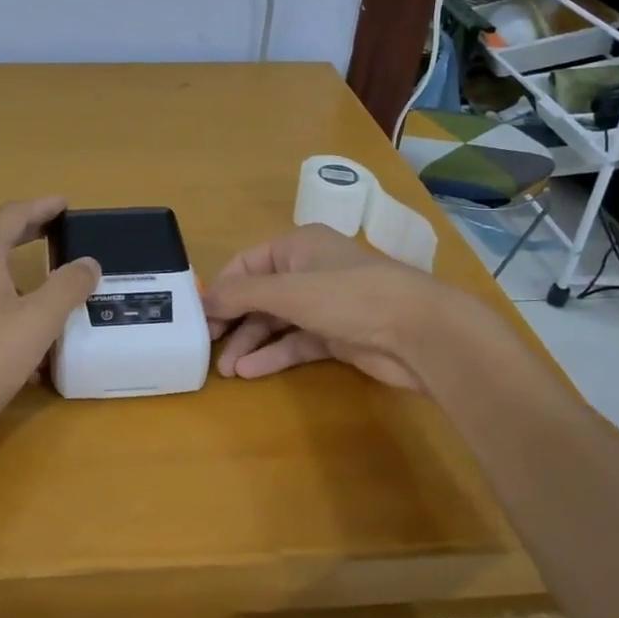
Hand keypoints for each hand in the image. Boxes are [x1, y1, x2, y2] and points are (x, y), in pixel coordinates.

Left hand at [0, 197, 99, 431]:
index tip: (65, 204)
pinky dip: (4, 304)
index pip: (11, 216)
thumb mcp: (38, 322)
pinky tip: (24, 338)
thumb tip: (88, 262)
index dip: (41, 206)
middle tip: (60, 234)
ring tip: (48, 289)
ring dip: (18, 274)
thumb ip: (67, 287)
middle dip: (29, 235)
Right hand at [203, 225, 444, 390]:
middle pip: (258, 295)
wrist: (420, 332)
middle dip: (233, 321)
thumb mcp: (288, 290)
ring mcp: (324, 304)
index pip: (245, 264)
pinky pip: (295, 343)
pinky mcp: (336, 335)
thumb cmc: (349, 297)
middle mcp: (308, 271)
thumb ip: (241, 294)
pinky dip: (273, 355)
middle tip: (208, 346)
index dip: (221, 289)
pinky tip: (250, 371)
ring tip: (226, 370)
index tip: (199, 317)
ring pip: (276, 322)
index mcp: (297, 246)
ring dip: (250, 342)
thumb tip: (203, 300)